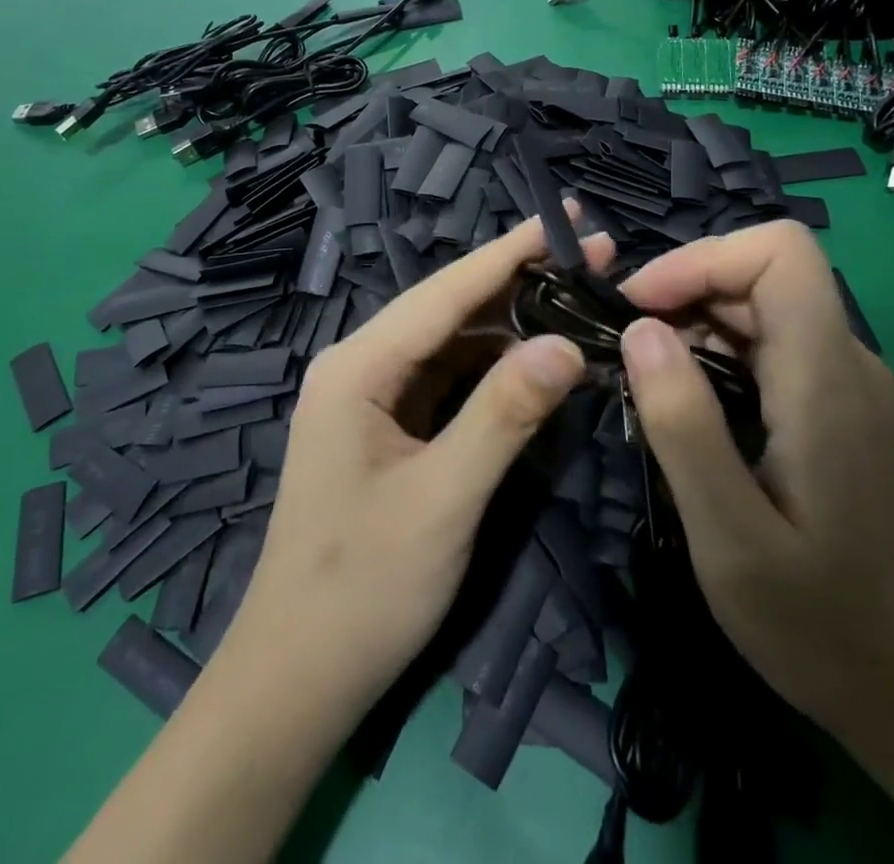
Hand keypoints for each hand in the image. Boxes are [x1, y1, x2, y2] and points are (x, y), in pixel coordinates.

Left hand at [219, 212, 609, 730]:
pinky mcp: (386, 426)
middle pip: (449, 308)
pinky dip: (493, 367)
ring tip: (577, 302)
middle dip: (520, 281)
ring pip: (451, 342)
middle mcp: (360, 365)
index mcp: (358, 366)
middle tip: (596, 260)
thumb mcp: (444, 498)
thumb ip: (505, 414)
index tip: (569, 216)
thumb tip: (568, 344)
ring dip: (511, 324)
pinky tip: (536, 361)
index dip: (512, 251)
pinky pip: (447, 379)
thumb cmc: (364, 588)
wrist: (297, 677)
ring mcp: (371, 396)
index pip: (447, 290)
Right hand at [618, 221, 893, 747]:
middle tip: (625, 351)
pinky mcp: (840, 407)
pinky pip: (773, 347)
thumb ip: (684, 426)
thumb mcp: (731, 537)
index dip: (703, 259)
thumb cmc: (823, 625)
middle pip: (763, 275)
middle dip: (685, 292)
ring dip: (696, 325)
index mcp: (826, 380)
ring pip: (764, 308)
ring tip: (648, 382)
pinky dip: (718, 354)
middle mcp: (847, 363)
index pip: (779, 253)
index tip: (641, 308)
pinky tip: (690, 406)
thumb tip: (640, 330)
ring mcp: (848, 384)